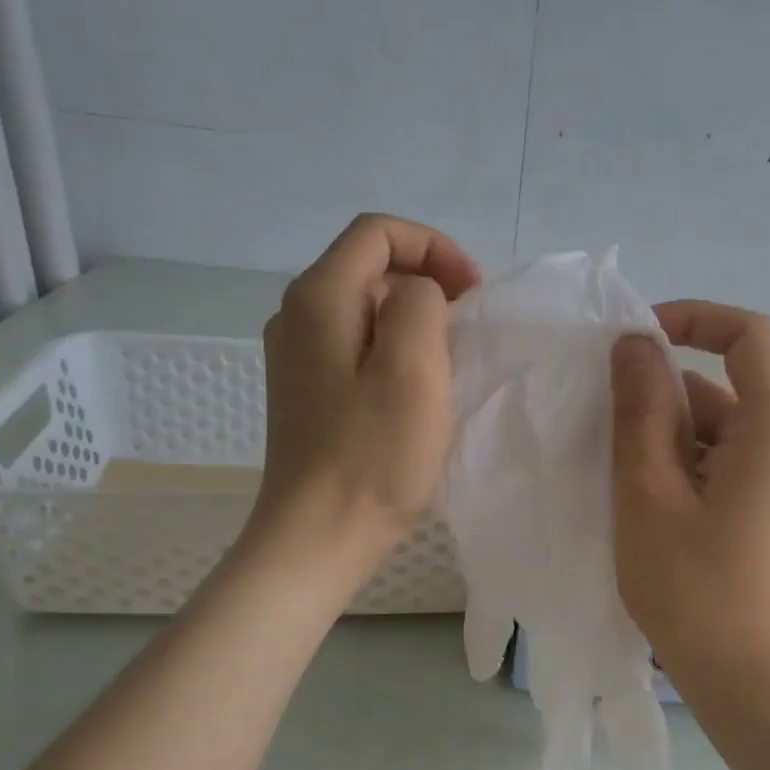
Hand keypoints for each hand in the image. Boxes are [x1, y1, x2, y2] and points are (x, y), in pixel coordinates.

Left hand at [249, 213, 479, 578]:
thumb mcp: (413, 367)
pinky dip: (394, 349)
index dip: (434, 248)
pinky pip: (357, 345)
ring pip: (366, 308)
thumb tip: (419, 297)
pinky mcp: (307, 390)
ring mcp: (296, 356)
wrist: (318, 537)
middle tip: (469, 326)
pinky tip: (416, 390)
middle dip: (428, 281)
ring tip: (450, 358)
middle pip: (370, 266)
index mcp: (319, 298)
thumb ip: (421, 304)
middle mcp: (296, 315)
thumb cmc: (372, 455)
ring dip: (415, 318)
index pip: (378, 233)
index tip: (473, 293)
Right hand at [609, 300, 769, 700]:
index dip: (692, 318)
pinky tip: (646, 500)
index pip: (748, 333)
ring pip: (718, 426)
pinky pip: (724, 459)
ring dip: (666, 434)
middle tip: (604, 426)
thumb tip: (636, 342)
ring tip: (618, 474)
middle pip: (725, 383)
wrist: (748, 682)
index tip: (635, 340)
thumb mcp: (650, 491)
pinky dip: (683, 463)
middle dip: (662, 393)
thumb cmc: (693, 587)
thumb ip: (642, 408)